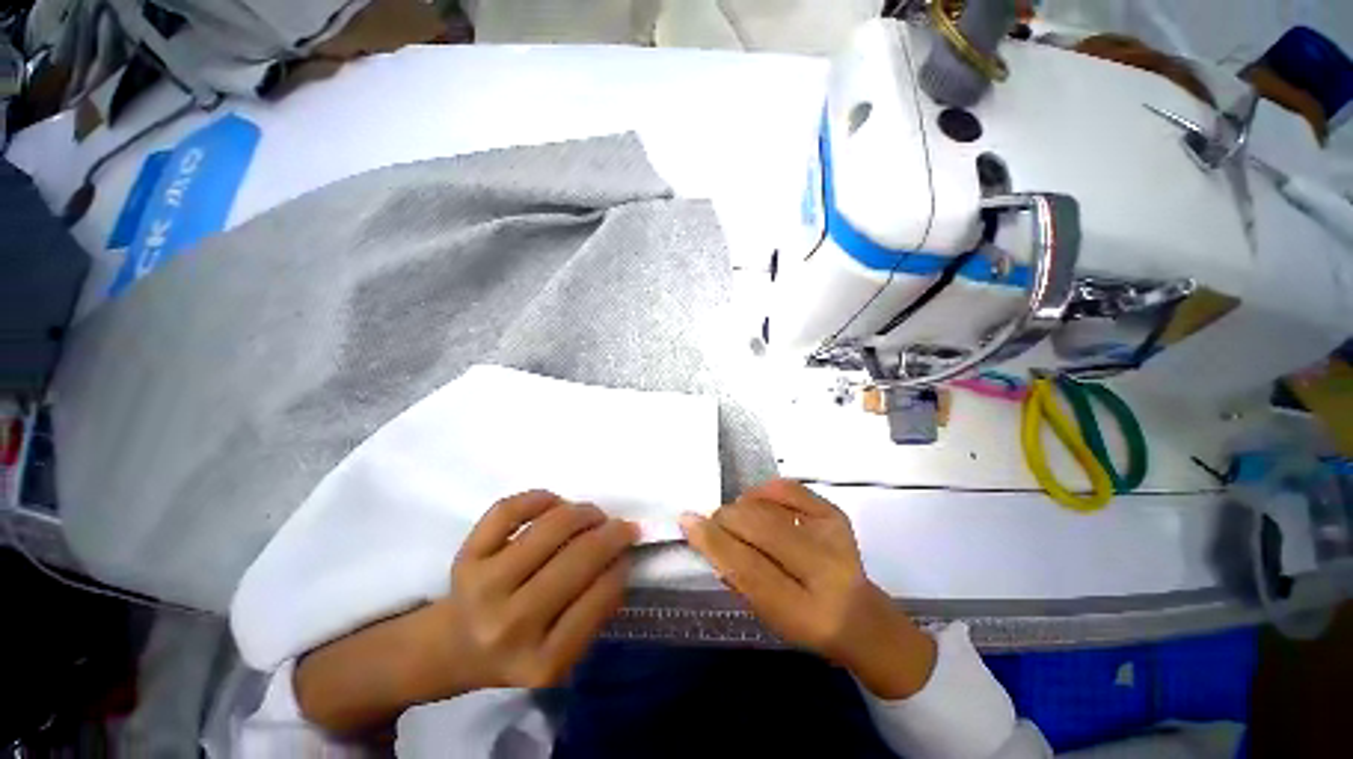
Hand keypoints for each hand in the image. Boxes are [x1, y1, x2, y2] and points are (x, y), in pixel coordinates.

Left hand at [295, 491, 636, 732]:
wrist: (453, 647)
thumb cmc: (517, 648)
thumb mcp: (561, 650)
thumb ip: (593, 610)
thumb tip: (619, 555)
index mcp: (541, 662)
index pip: (597, 600)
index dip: (620, 567)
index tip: (628, 552)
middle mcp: (509, 626)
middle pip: (577, 559)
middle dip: (611, 533)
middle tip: (622, 525)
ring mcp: (483, 587)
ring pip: (549, 528)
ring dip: (583, 513)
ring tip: (593, 515)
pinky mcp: (466, 557)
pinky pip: (509, 510)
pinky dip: (540, 498)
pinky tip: (555, 503)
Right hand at [680, 479, 935, 699]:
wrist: (861, 617)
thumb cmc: (806, 622)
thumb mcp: (768, 617)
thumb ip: (738, 576)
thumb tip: (707, 536)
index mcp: (805, 612)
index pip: (748, 568)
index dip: (713, 541)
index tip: (688, 521)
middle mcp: (825, 570)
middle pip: (758, 527)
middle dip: (725, 519)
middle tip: (715, 522)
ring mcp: (834, 535)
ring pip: (768, 505)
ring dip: (742, 508)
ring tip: (739, 519)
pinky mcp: (835, 514)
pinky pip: (788, 488)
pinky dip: (764, 491)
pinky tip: (757, 502)